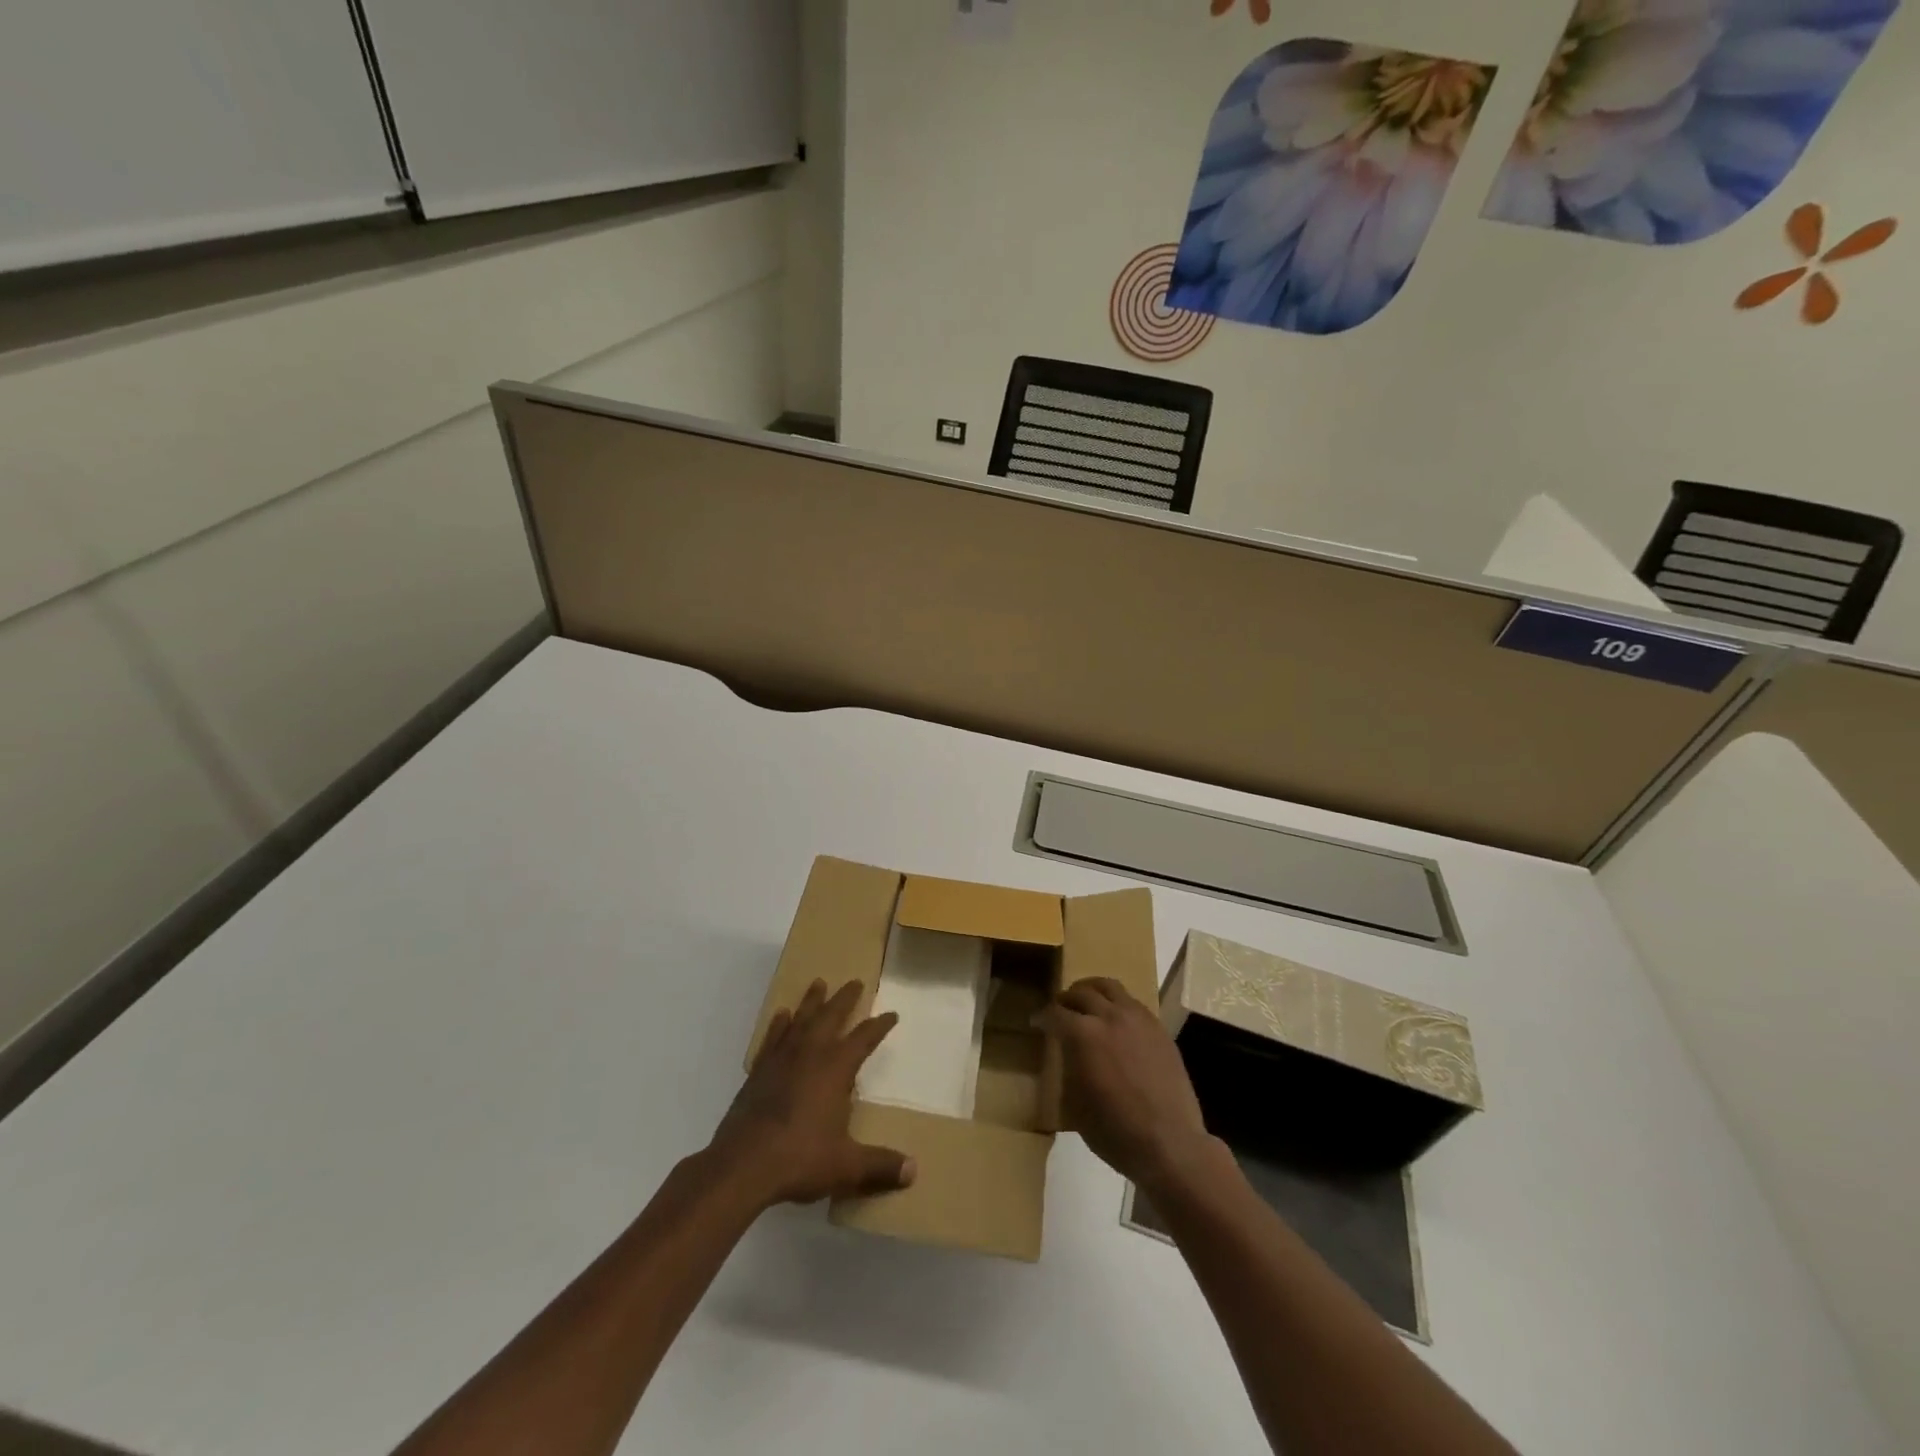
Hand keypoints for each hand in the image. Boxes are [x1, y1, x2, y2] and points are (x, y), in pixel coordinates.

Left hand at [707, 979, 915, 1208]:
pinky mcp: (759, 1072)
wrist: (742, 1166)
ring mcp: (781, 1060)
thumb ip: (880, 1165)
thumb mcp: (847, 1166)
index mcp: (835, 1068)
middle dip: (845, 999)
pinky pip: (772, 1038)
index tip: (891, 1014)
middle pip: (831, 1017)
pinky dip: (779, 1025)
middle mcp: (810, 1054)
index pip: (864, 1039)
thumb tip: (914, 1171)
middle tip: (855, 982)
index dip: (879, 1026)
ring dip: (812, 1002)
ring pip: (801, 1020)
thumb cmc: (800, 1158)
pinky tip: (781, 1016)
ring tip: (818, 983)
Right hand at [1036, 977, 1213, 1192]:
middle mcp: (1109, 1016)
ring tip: (1086, 1000)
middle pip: (1081, 993)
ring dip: (1092, 990)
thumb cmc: (1114, 1130)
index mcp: (1083, 1034)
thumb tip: (1068, 1053)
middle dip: (1065, 999)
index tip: (1036, 1022)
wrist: (1169, 1143)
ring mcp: (1137, 1018)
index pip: (1055, 1014)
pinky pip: (1133, 1002)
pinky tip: (1116, 1019)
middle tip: (1059, 1009)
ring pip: (1110, 987)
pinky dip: (1117, 1003)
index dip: (1042, 1017)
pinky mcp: (1158, 1028)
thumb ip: (1069, 1067)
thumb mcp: (1075, 1103)